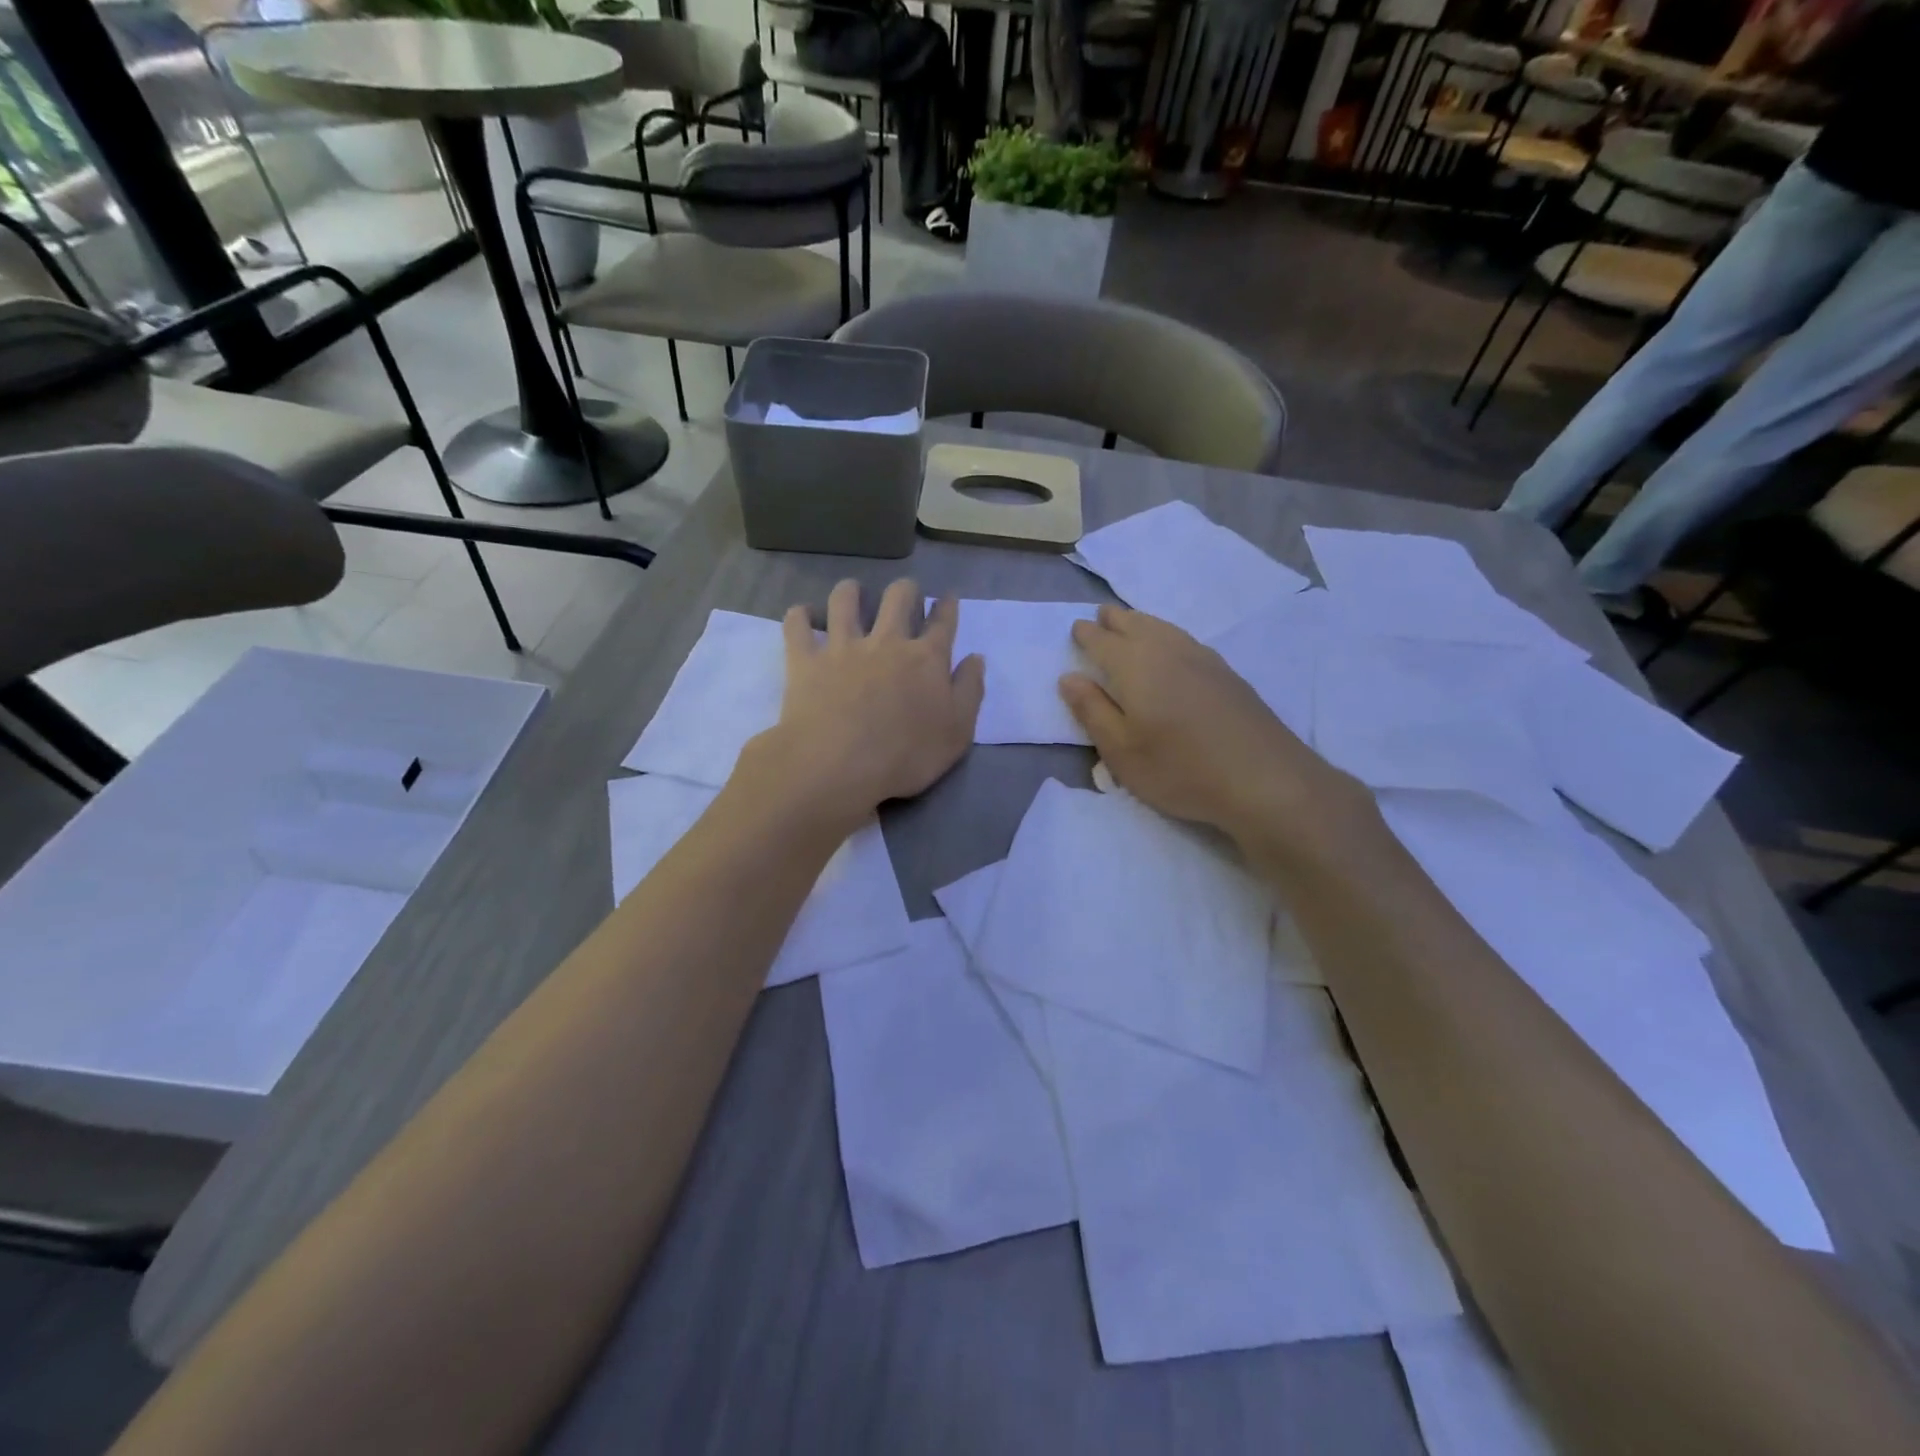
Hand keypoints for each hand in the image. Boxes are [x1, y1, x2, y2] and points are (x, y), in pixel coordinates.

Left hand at [741, 579, 983, 829]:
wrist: (839, 766)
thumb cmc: (906, 756)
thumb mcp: (957, 733)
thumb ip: (969, 691)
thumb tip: (975, 658)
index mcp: (927, 658)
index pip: (943, 621)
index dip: (947, 606)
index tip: (947, 599)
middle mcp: (887, 641)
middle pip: (899, 597)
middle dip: (906, 590)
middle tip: (906, 596)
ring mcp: (843, 646)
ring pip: (845, 599)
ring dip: (852, 591)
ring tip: (853, 595)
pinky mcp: (805, 658)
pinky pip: (797, 623)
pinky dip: (800, 615)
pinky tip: (804, 616)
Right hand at [1058, 605, 1366, 852]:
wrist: (1264, 778)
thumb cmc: (1180, 769)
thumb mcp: (1121, 751)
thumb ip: (1092, 711)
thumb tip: (1068, 677)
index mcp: (1135, 666)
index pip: (1102, 641)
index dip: (1087, 635)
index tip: (1076, 629)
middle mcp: (1167, 651)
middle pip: (1135, 625)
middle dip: (1114, 620)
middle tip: (1101, 616)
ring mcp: (1202, 658)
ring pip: (1163, 628)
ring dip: (1141, 622)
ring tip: (1131, 623)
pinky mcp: (1226, 673)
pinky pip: (1184, 638)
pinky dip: (1167, 634)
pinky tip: (1172, 647)